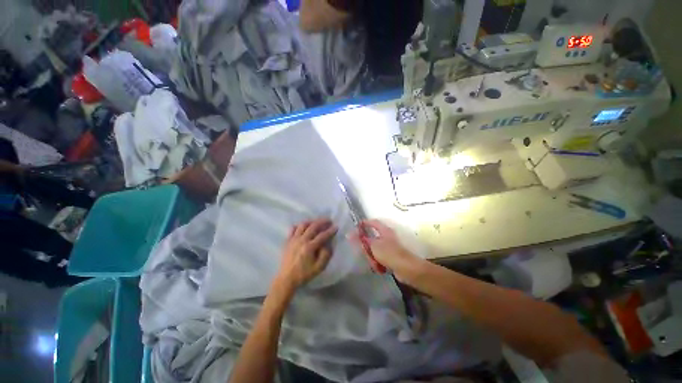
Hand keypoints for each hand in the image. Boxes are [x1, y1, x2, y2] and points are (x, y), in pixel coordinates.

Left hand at [276, 218, 337, 289]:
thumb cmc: (304, 274)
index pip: (323, 235)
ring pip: (303, 225)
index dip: (330, 231)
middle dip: (322, 222)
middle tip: (328, 220)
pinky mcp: (288, 241)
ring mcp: (293, 239)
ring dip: (311, 222)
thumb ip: (326, 255)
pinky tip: (303, 227)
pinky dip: (299, 226)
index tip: (336, 227)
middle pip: (313, 226)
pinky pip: (293, 229)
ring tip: (316, 222)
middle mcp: (302, 240)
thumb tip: (328, 244)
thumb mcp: (319, 268)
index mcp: (310, 247)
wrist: (286, 279)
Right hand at [351, 220, 422, 280]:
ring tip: (373, 263)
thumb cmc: (389, 253)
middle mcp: (387, 237)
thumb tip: (349, 234)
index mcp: (384, 230)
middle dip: (366, 247)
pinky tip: (379, 268)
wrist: (406, 268)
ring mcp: (389, 247)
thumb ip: (360, 240)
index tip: (356, 226)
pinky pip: (379, 257)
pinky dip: (377, 262)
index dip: (365, 223)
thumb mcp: (372, 245)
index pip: (373, 222)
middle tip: (363, 252)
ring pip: (374, 250)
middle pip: (372, 239)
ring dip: (372, 257)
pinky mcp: (391, 257)